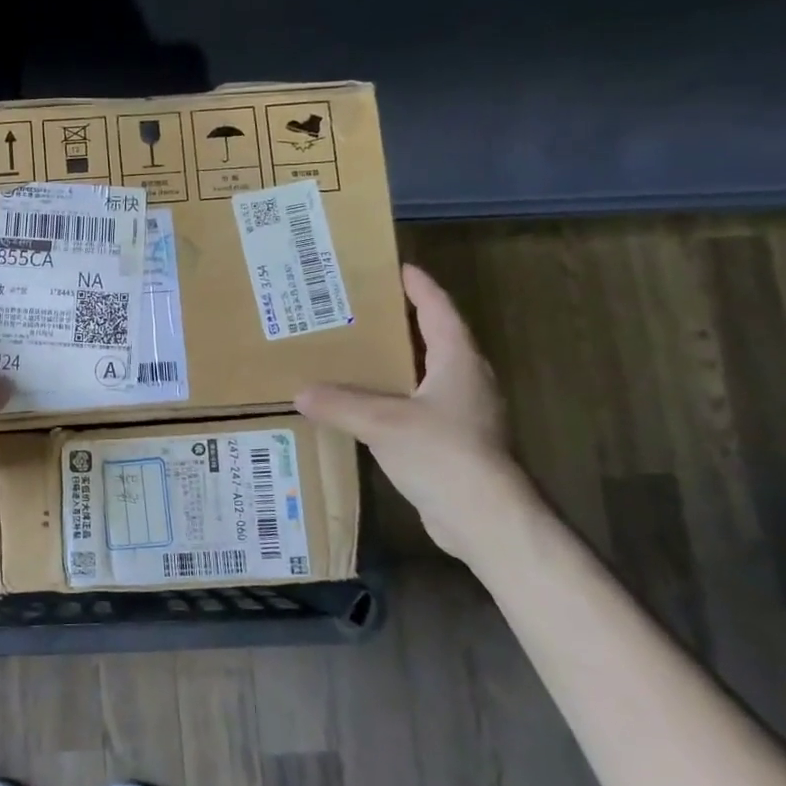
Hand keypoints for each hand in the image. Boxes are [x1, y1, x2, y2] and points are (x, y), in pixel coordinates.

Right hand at [297, 264, 528, 561]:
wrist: (484, 517)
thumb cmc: (441, 453)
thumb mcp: (382, 422)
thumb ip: (340, 403)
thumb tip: (301, 392)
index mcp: (458, 361)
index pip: (439, 311)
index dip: (420, 287)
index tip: (398, 268)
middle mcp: (467, 380)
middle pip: (437, 339)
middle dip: (405, 322)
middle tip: (366, 310)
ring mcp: (465, 413)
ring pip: (429, 375)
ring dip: (401, 362)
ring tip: (361, 353)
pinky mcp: (456, 442)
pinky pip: (422, 406)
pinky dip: (397, 397)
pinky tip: (370, 405)